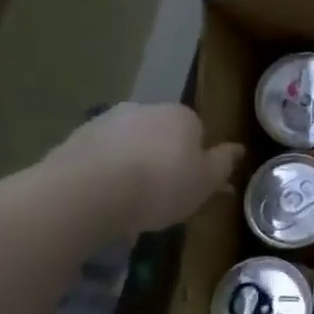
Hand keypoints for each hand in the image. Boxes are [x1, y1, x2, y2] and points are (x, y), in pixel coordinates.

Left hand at [43, 104, 242, 234]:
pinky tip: (107, 201)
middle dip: (166, 161)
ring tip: (134, 205)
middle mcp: (145, 109)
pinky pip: (102, 158)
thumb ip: (224, 163)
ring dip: (135, 167)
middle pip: (163, 137)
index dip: (198, 161)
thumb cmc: (161, 185)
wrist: (87, 192)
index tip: (195, 187)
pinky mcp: (74, 140)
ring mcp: (106, 122)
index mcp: (182, 115)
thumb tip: (238, 148)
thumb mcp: (207, 181)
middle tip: (166, 197)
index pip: (199, 132)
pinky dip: (107, 174)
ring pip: (131, 146)